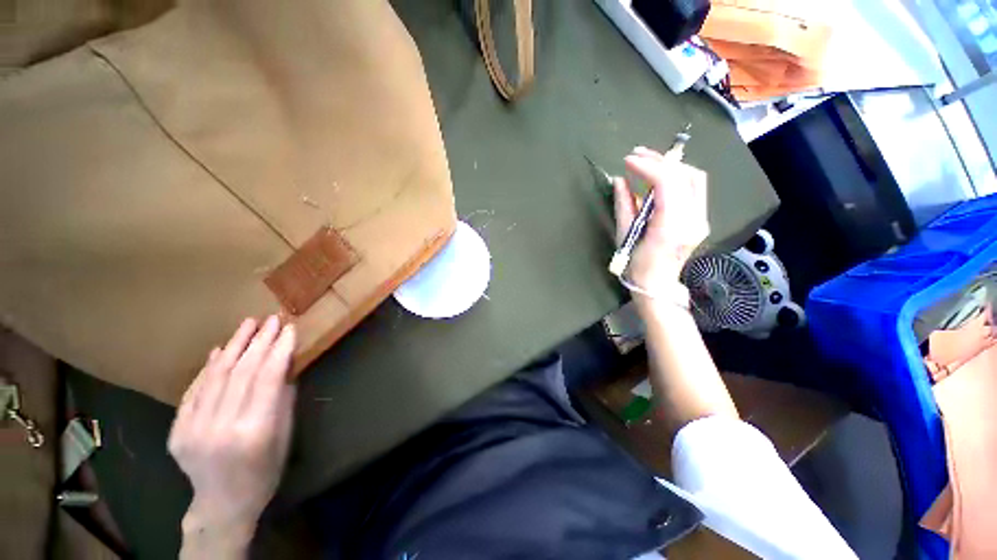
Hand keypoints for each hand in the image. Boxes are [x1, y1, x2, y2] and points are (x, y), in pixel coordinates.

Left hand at [169, 316, 296, 555]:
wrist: (223, 504)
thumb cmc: (265, 471)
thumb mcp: (285, 435)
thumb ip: (283, 398)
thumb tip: (283, 363)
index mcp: (253, 431)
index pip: (267, 378)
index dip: (279, 350)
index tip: (290, 328)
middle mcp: (220, 427)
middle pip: (241, 373)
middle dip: (259, 342)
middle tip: (272, 320)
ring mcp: (193, 428)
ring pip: (216, 376)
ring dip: (234, 346)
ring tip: (248, 324)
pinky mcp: (177, 430)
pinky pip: (194, 391)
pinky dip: (207, 368)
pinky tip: (219, 350)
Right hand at [613, 147, 708, 301]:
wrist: (657, 285)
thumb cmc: (636, 266)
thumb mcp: (625, 235)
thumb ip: (624, 205)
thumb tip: (619, 180)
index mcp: (671, 227)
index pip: (667, 184)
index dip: (648, 167)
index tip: (628, 161)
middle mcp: (693, 220)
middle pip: (685, 175)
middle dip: (660, 161)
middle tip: (637, 155)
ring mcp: (701, 219)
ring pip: (694, 178)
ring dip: (671, 166)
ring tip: (647, 162)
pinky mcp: (701, 218)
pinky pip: (694, 188)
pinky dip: (676, 177)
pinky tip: (659, 177)